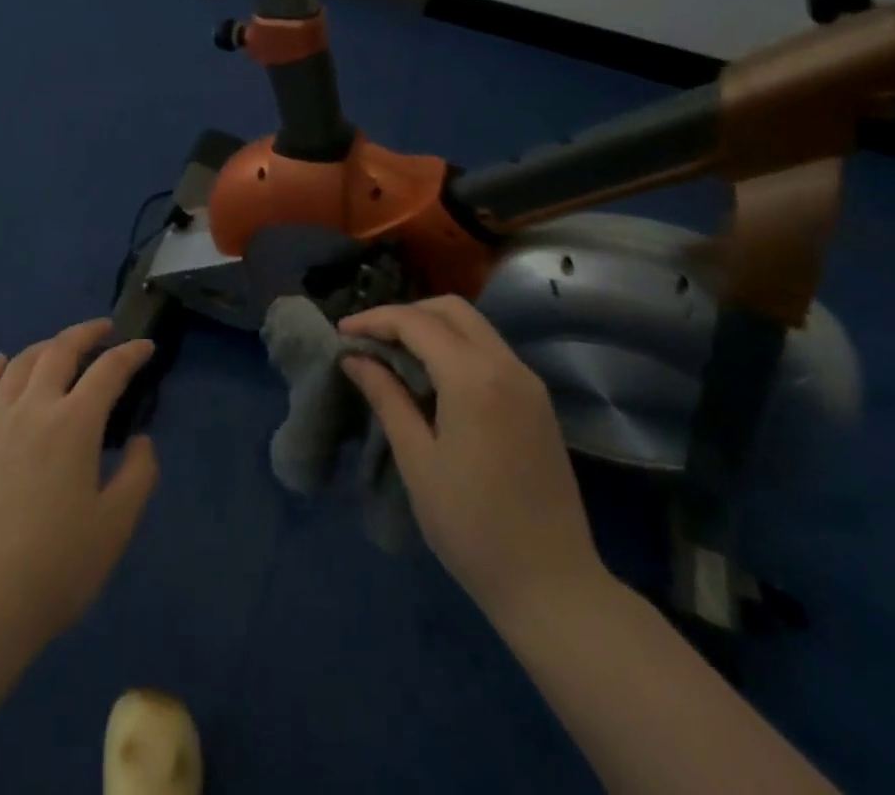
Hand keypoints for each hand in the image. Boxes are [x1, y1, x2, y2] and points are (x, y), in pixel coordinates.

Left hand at [0, 319, 159, 658]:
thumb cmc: (54, 569)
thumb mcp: (115, 527)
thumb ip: (138, 475)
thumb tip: (140, 440)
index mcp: (73, 425)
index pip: (108, 372)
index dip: (130, 354)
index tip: (146, 347)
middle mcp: (32, 409)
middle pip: (59, 351)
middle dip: (86, 333)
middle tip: (104, 330)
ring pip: (20, 364)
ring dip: (45, 346)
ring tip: (60, 346)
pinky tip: (2, 362)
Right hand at [339, 297, 605, 622]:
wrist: (553, 586)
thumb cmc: (472, 525)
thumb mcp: (417, 459)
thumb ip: (386, 397)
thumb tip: (354, 358)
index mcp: (474, 378)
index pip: (416, 322)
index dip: (374, 320)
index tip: (341, 333)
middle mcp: (506, 366)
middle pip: (450, 309)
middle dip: (405, 314)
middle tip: (371, 339)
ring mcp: (528, 383)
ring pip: (474, 326)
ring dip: (431, 327)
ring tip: (394, 354)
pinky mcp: (537, 402)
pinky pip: (490, 351)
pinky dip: (455, 347)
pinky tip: (432, 377)